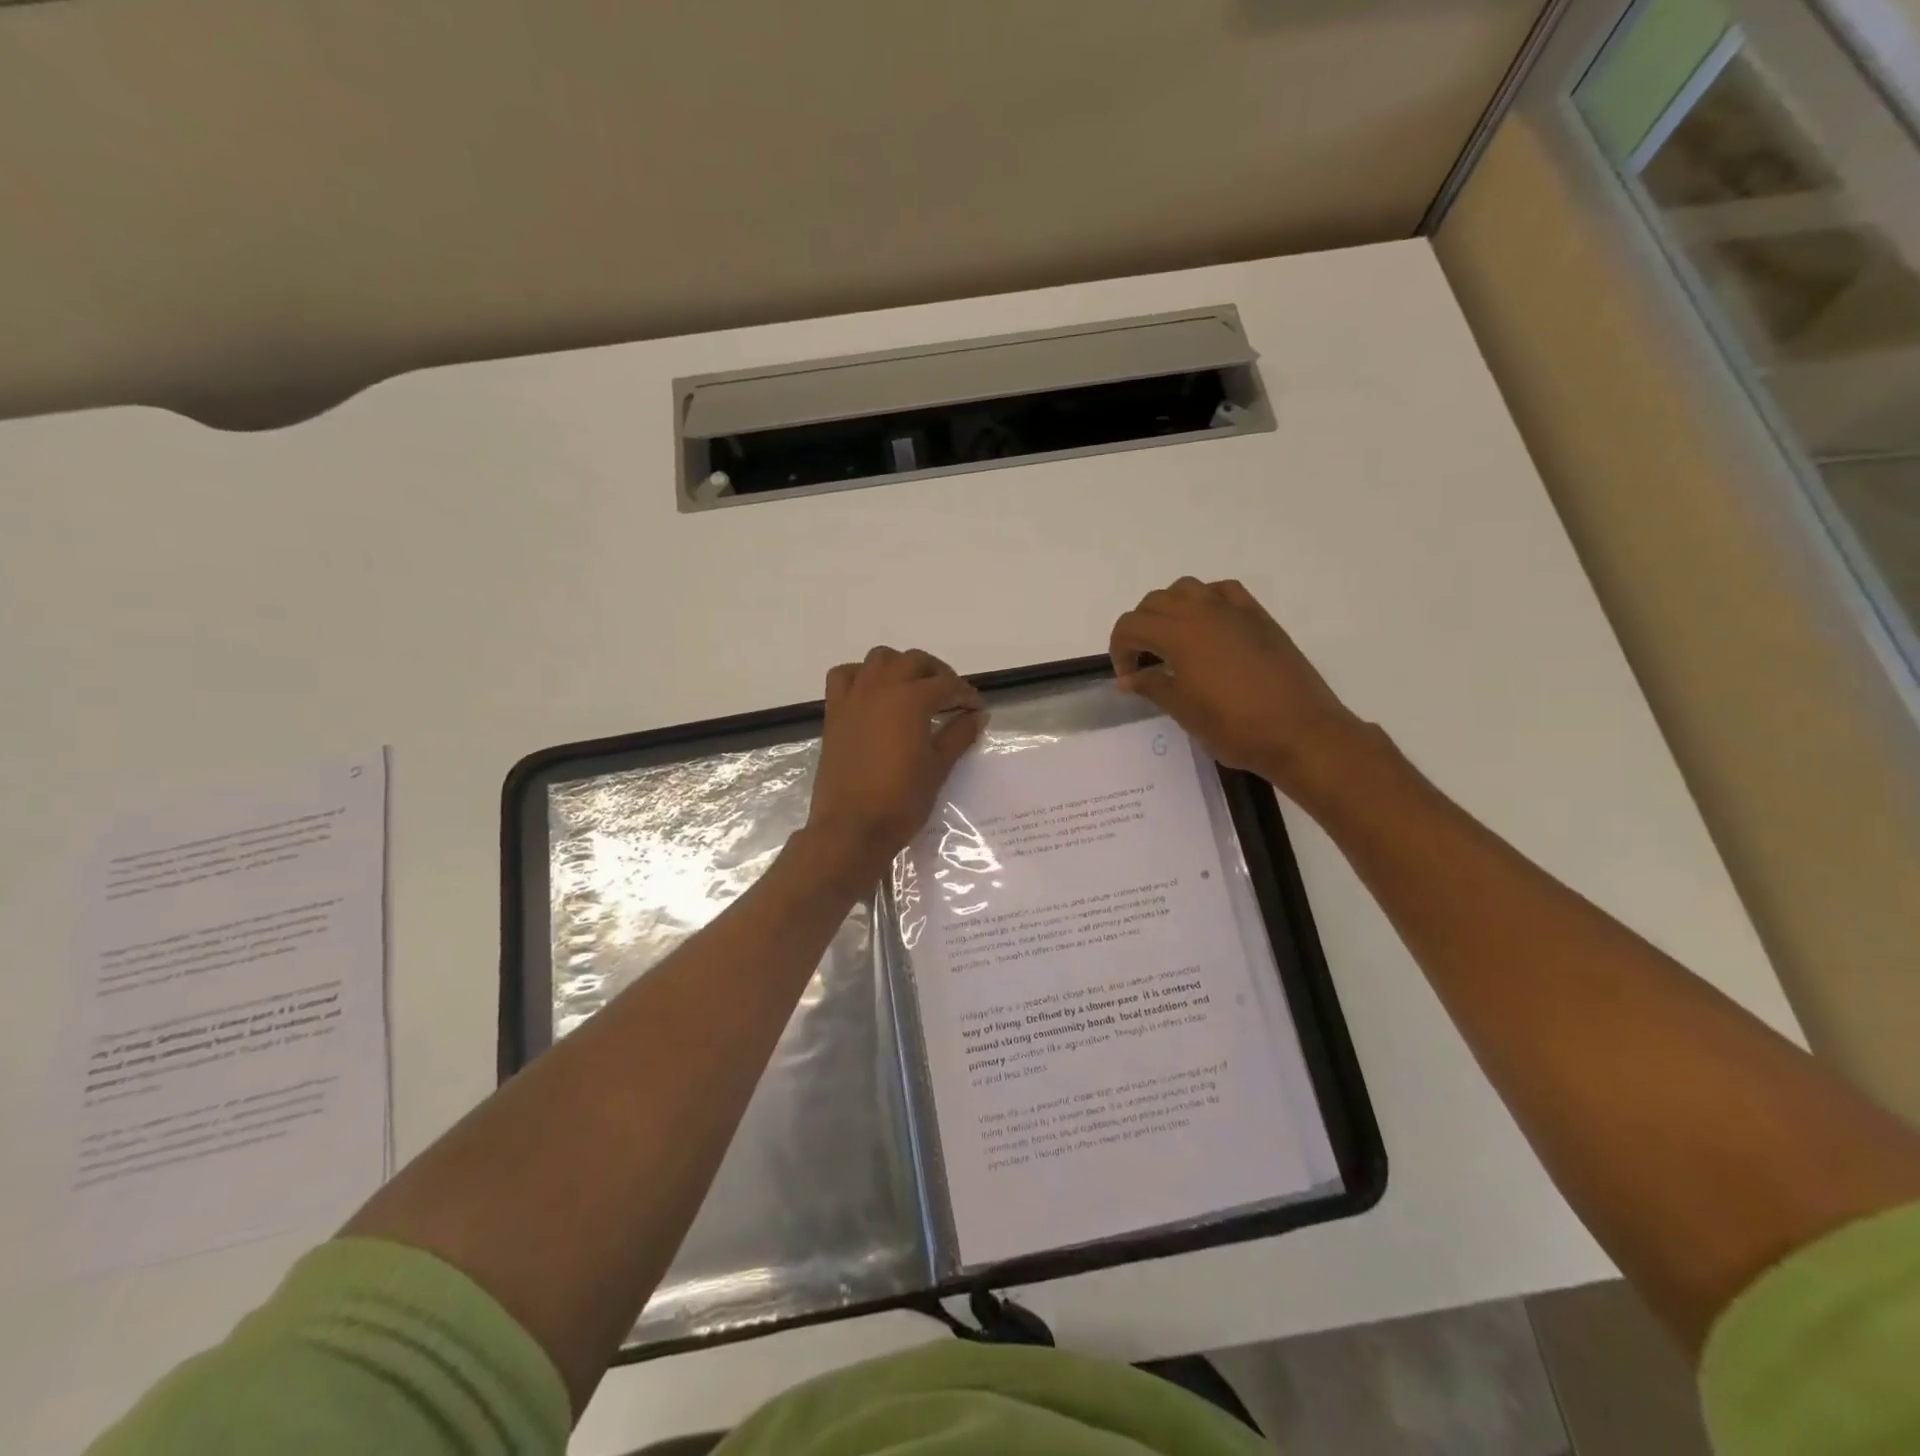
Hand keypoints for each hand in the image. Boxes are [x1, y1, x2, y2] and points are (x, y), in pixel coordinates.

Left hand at [805, 647, 985, 879]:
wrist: (851, 828)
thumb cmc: (901, 801)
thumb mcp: (938, 768)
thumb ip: (958, 735)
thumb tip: (977, 716)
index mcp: (911, 700)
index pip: (947, 685)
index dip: (966, 695)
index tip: (978, 710)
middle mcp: (881, 688)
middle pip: (914, 661)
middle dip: (938, 674)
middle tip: (951, 697)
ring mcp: (853, 698)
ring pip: (879, 659)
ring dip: (901, 666)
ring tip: (914, 689)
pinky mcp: (834, 713)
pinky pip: (844, 677)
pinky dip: (861, 675)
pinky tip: (874, 694)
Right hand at [1109, 577, 1363, 795]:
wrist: (1300, 732)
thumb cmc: (1235, 726)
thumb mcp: (1184, 711)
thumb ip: (1152, 686)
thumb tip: (1128, 678)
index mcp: (1178, 634)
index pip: (1130, 625)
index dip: (1120, 650)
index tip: (1129, 678)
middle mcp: (1203, 611)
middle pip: (1154, 602)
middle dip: (1140, 628)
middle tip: (1146, 663)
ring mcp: (1234, 610)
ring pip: (1186, 589)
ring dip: (1170, 609)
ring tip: (1173, 641)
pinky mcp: (1258, 616)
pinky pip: (1222, 591)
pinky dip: (1206, 601)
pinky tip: (1208, 627)